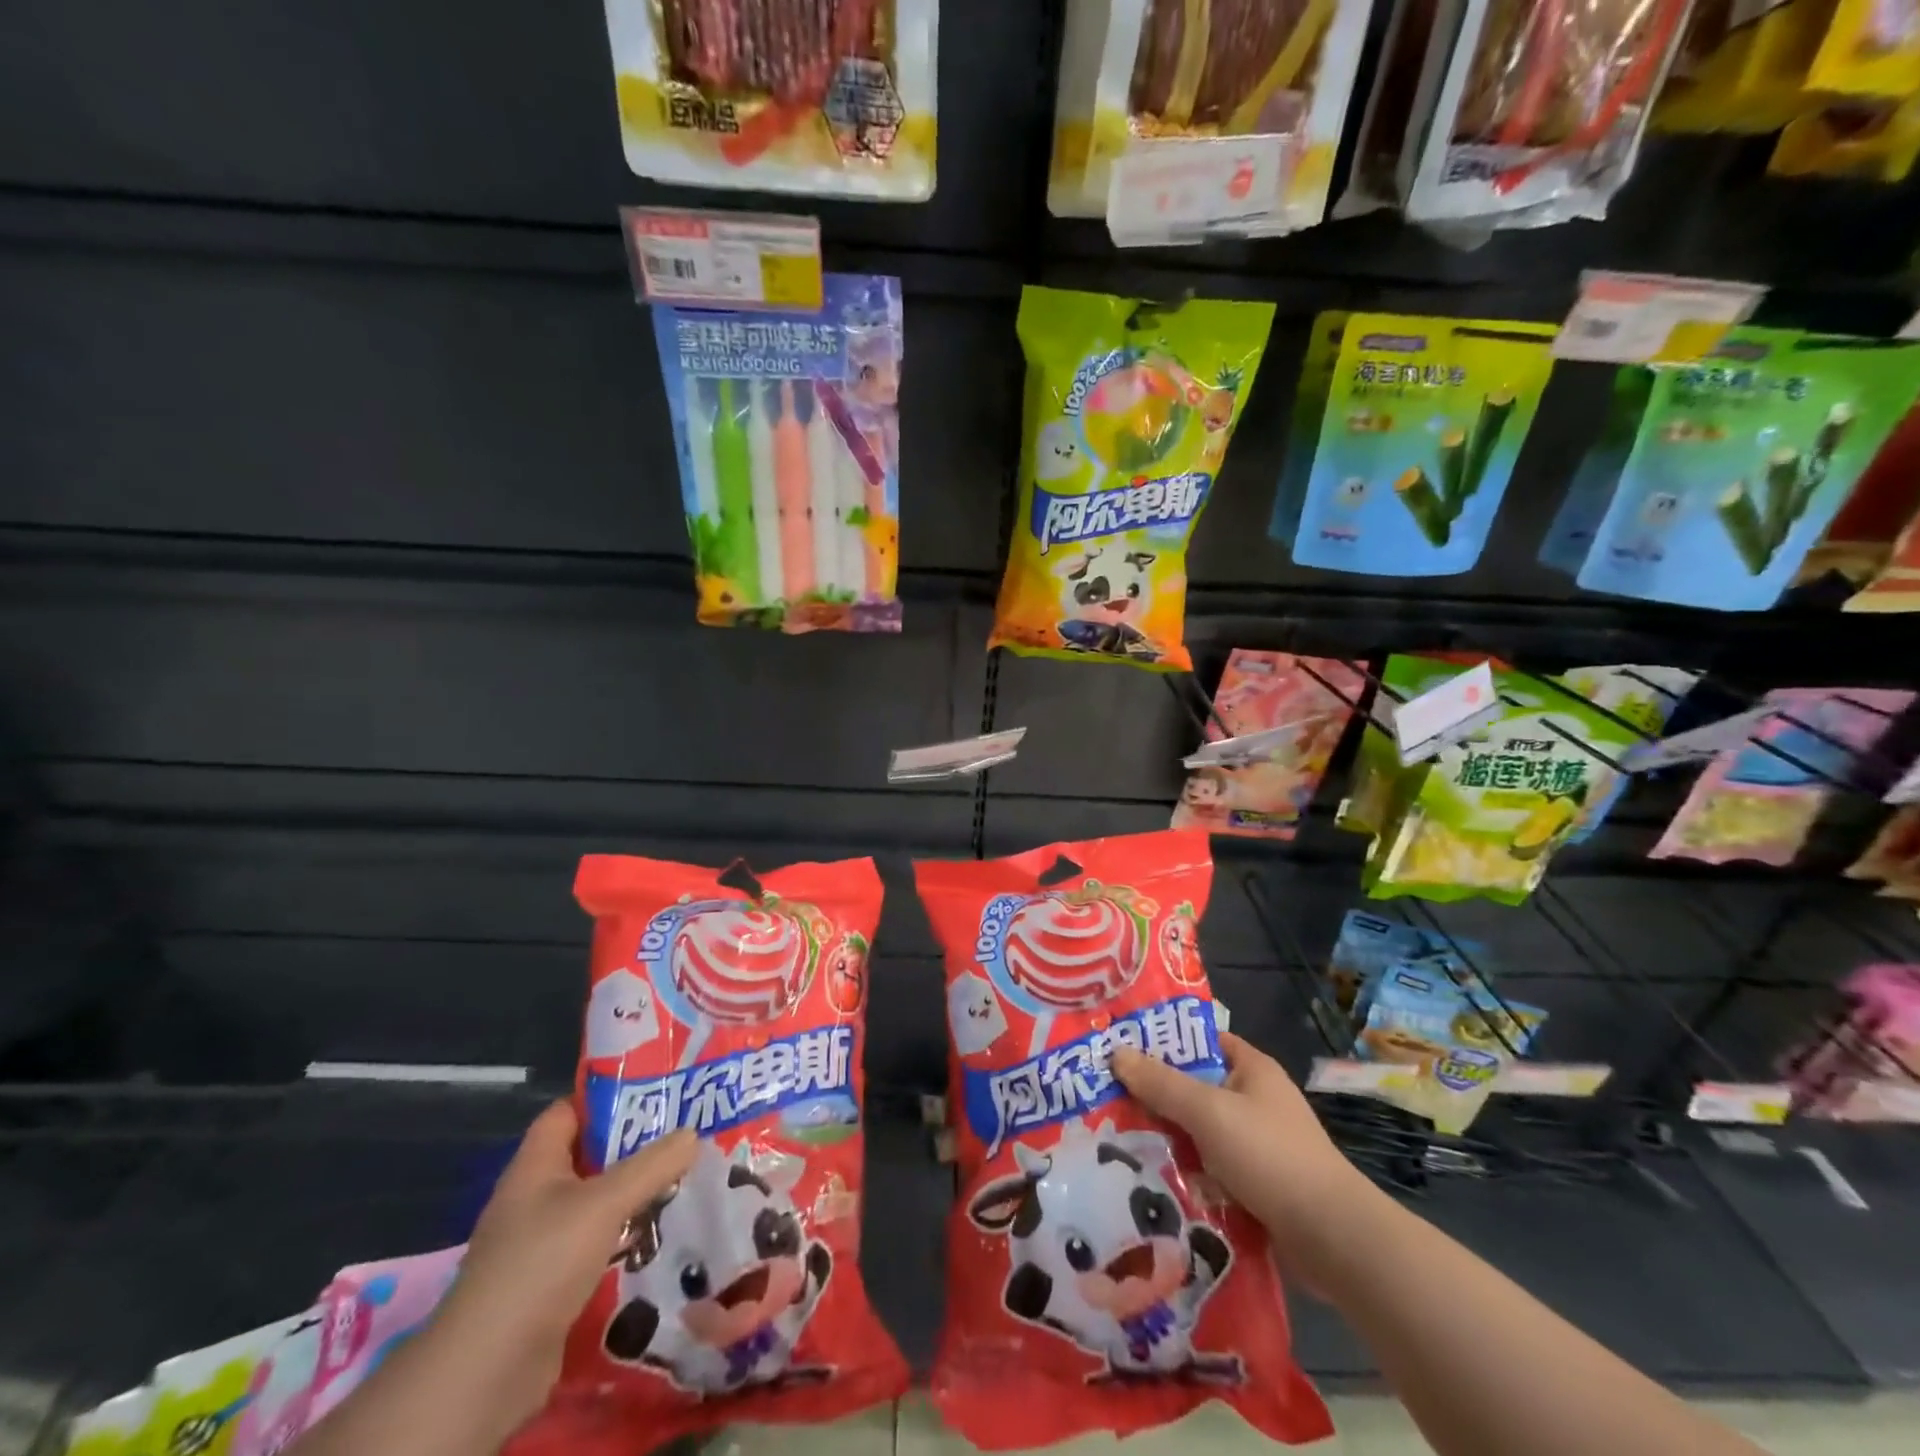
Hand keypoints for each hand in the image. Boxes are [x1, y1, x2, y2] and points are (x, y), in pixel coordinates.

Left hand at [429, 1104, 696, 1425]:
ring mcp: (540, 1242)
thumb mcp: (604, 1203)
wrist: (486, 1372)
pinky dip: (625, 1236)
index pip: (568, 1111)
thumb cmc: (539, 1263)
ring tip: (684, 1180)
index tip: (655, 1093)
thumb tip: (692, 1133)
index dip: (606, 1098)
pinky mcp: (551, 1282)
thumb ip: (651, 1165)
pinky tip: (661, 1234)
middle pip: (589, 1156)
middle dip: (634, 1147)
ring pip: (596, 1202)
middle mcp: (534, 1197)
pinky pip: (596, 1243)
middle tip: (683, 1135)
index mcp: (535, 1165)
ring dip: (634, 1195)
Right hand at [1113, 1032, 1369, 1248]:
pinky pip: (1208, 1170)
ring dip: (1166, 1139)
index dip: (1163, 1041)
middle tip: (1104, 1098)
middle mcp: (1254, 1101)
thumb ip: (1162, 1084)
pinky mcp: (1254, 1186)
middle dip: (1155, 1096)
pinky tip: (1149, 1181)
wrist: (1333, 1240)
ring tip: (1115, 1141)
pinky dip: (1185, 1174)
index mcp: (1251, 1069)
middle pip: (1193, 1088)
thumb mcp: (1209, 1112)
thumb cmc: (1270, 1156)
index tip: (1120, 1047)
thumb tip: (1116, 1053)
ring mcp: (1256, 1145)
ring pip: (1197, 1133)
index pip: (1200, 1040)